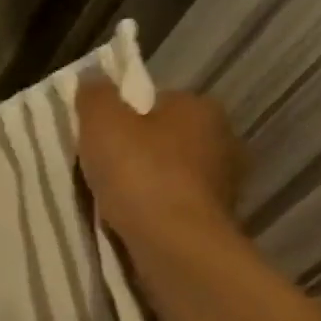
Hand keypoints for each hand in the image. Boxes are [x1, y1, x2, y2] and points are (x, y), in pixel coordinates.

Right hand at [75, 80, 244, 250]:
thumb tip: (94, 78)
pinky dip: (155, 206)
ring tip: (110, 193)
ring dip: (146, 179)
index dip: (123, 113)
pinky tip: (129, 216)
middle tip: (99, 162)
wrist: (173, 242)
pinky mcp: (217, 217)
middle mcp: (223, 139)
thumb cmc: (138, 170)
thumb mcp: (100, 121)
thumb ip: (95, 95)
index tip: (98, 133)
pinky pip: (175, 202)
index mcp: (200, 108)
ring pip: (172, 170)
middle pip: (165, 135)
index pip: (156, 99)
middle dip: (137, 146)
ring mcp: (226, 182)